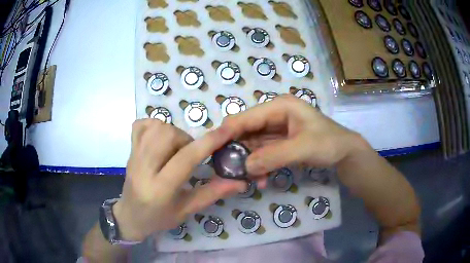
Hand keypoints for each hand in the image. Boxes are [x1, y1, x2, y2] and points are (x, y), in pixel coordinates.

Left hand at [113, 119, 246, 241]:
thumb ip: (213, 193)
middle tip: (189, 155)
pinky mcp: (129, 149)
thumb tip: (240, 181)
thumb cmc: (159, 218)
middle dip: (186, 140)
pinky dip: (155, 125)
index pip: (185, 159)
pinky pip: (141, 124)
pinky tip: (160, 139)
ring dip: (173, 132)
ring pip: (156, 126)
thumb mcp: (188, 210)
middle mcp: (143, 168)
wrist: (130, 216)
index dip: (208, 143)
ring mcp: (133, 156)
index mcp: (160, 189)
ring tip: (175, 149)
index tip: (227, 131)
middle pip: (168, 135)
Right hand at [220, 94, 366, 176]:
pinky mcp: (279, 143)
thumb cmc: (329, 143)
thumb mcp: (304, 148)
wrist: (345, 153)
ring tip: (244, 179)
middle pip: (246, 131)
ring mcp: (276, 130)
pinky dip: (258, 165)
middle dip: (237, 150)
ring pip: (253, 144)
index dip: (229, 131)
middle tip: (228, 169)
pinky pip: (262, 153)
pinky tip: (259, 179)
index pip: (247, 117)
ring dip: (248, 161)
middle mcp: (274, 115)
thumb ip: (274, 156)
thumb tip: (245, 166)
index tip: (213, 148)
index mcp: (280, 107)